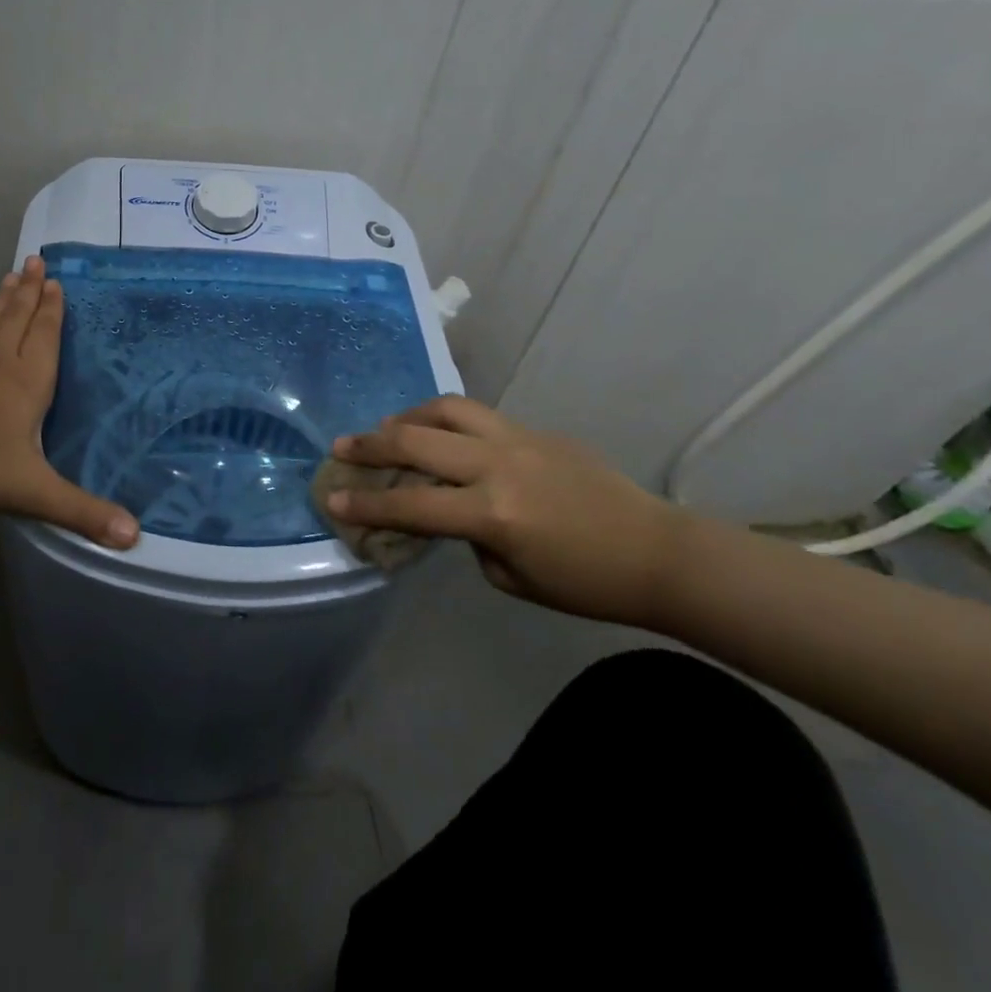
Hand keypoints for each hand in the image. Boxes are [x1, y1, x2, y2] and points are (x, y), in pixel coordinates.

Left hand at [0, 256, 139, 549]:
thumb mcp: (34, 490)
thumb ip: (82, 511)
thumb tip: (134, 537)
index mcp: (28, 381)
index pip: (45, 336)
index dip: (52, 309)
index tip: (55, 281)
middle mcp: (0, 364)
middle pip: (18, 319)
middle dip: (29, 291)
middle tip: (34, 260)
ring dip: (2, 300)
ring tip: (10, 276)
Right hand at [328, 395, 686, 626]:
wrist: (658, 551)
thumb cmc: (585, 582)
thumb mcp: (511, 576)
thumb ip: (469, 536)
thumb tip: (449, 506)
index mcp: (493, 513)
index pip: (412, 505)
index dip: (367, 506)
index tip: (332, 500)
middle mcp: (498, 465)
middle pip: (417, 441)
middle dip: (370, 444)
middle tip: (342, 447)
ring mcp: (518, 438)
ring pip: (446, 409)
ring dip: (408, 416)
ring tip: (388, 428)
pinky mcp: (534, 429)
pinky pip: (477, 415)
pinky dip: (445, 420)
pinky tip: (440, 434)